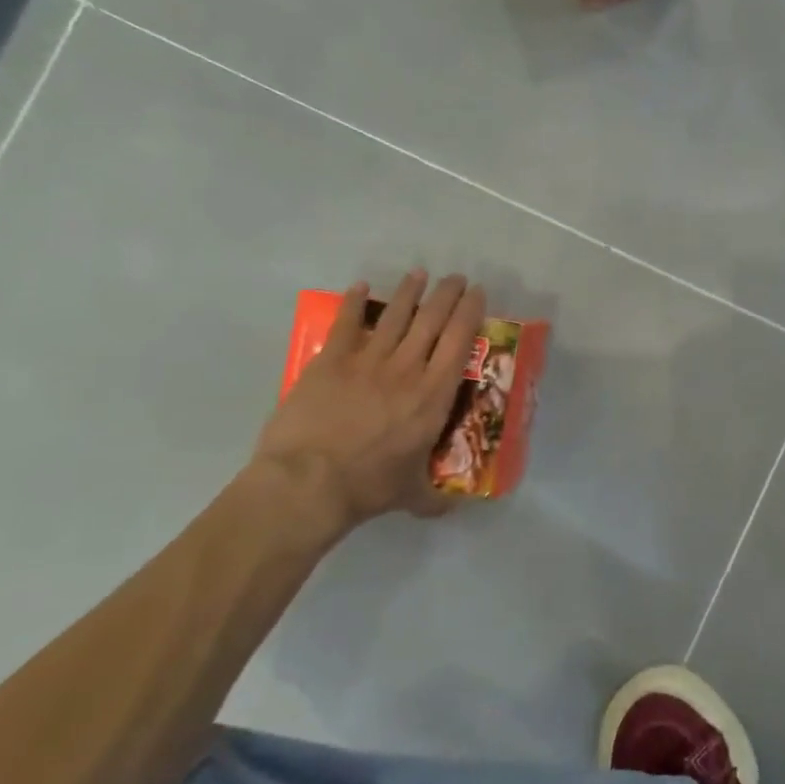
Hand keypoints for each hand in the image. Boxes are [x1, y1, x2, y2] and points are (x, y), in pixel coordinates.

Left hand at [254, 270, 486, 531]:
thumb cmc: (368, 486)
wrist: (307, 483)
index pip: (459, 342)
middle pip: (432, 320)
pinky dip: (355, 304)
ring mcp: (367, 362)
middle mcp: (407, 369)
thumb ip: (434, 497)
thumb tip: (453, 509)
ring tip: (419, 274)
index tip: (477, 293)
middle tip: (456, 278)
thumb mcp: (412, 495)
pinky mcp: (329, 363)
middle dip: (447, 294)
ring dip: (409, 292)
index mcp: (433, 395)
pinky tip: (361, 287)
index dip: (470, 312)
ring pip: (395, 317)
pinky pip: (346, 325)